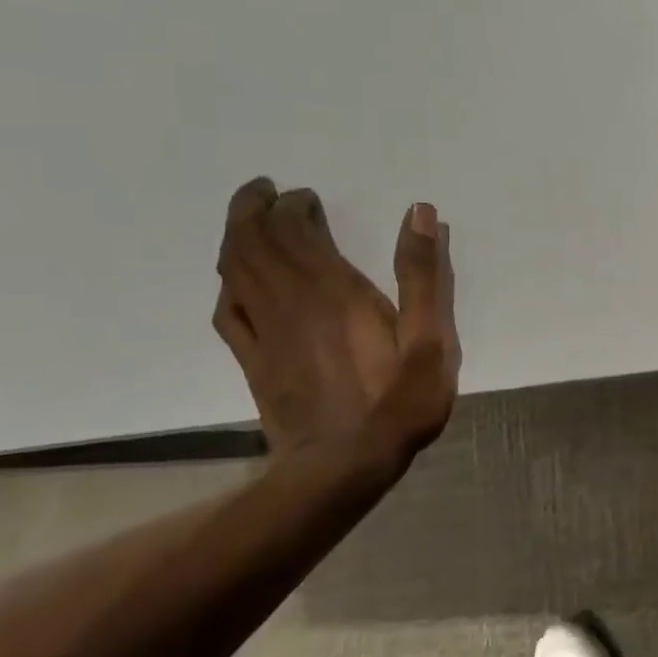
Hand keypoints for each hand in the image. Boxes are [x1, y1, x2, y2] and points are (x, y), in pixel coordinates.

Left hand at [213, 178, 459, 457]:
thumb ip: (422, 275)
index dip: (293, 204)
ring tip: (247, 219)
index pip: (293, 228)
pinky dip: (227, 284)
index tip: (307, 197)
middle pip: (253, 240)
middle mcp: (289, 300)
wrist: (343, 466)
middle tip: (265, 190)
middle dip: (254, 208)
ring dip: (235, 236)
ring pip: (235, 270)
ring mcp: (265, 332)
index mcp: (332, 289)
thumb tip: (419, 213)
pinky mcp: (253, 361)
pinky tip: (235, 282)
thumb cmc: (395, 402)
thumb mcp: (430, 339)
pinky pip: (228, 312)